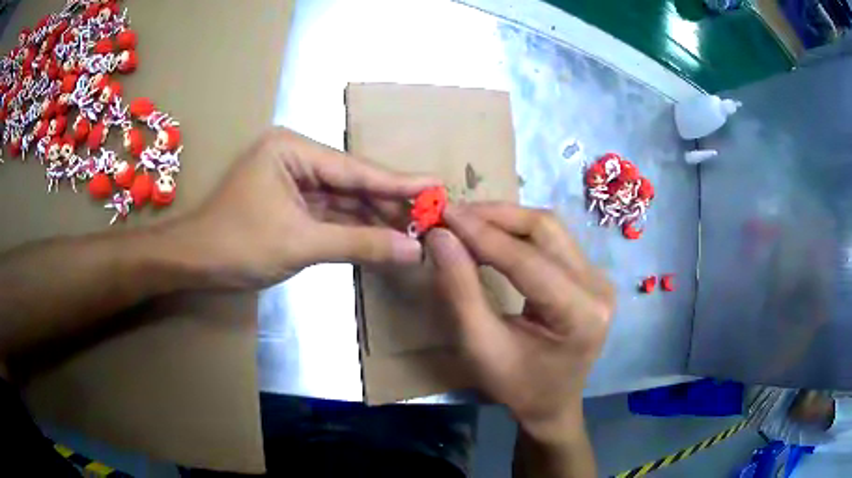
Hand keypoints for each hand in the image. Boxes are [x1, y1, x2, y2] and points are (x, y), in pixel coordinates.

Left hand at [173, 128, 438, 288]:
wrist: (193, 263)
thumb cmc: (238, 245)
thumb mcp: (301, 244)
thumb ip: (360, 244)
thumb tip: (414, 250)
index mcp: (293, 150)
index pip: (355, 169)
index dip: (399, 182)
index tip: (438, 185)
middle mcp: (295, 157)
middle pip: (352, 182)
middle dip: (389, 202)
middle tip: (432, 214)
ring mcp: (293, 180)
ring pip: (343, 200)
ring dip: (374, 218)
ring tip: (416, 229)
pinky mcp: (291, 203)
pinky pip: (330, 214)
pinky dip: (353, 228)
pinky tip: (383, 237)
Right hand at [425, 203, 613, 440]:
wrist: (551, 404)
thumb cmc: (517, 386)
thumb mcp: (480, 346)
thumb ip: (460, 289)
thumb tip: (440, 236)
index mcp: (581, 314)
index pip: (528, 260)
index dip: (482, 233)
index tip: (442, 214)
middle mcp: (598, 287)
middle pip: (545, 229)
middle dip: (495, 216)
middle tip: (451, 215)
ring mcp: (598, 278)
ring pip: (549, 228)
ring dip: (505, 220)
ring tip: (465, 222)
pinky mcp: (590, 275)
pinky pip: (551, 240)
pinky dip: (516, 233)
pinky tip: (490, 235)